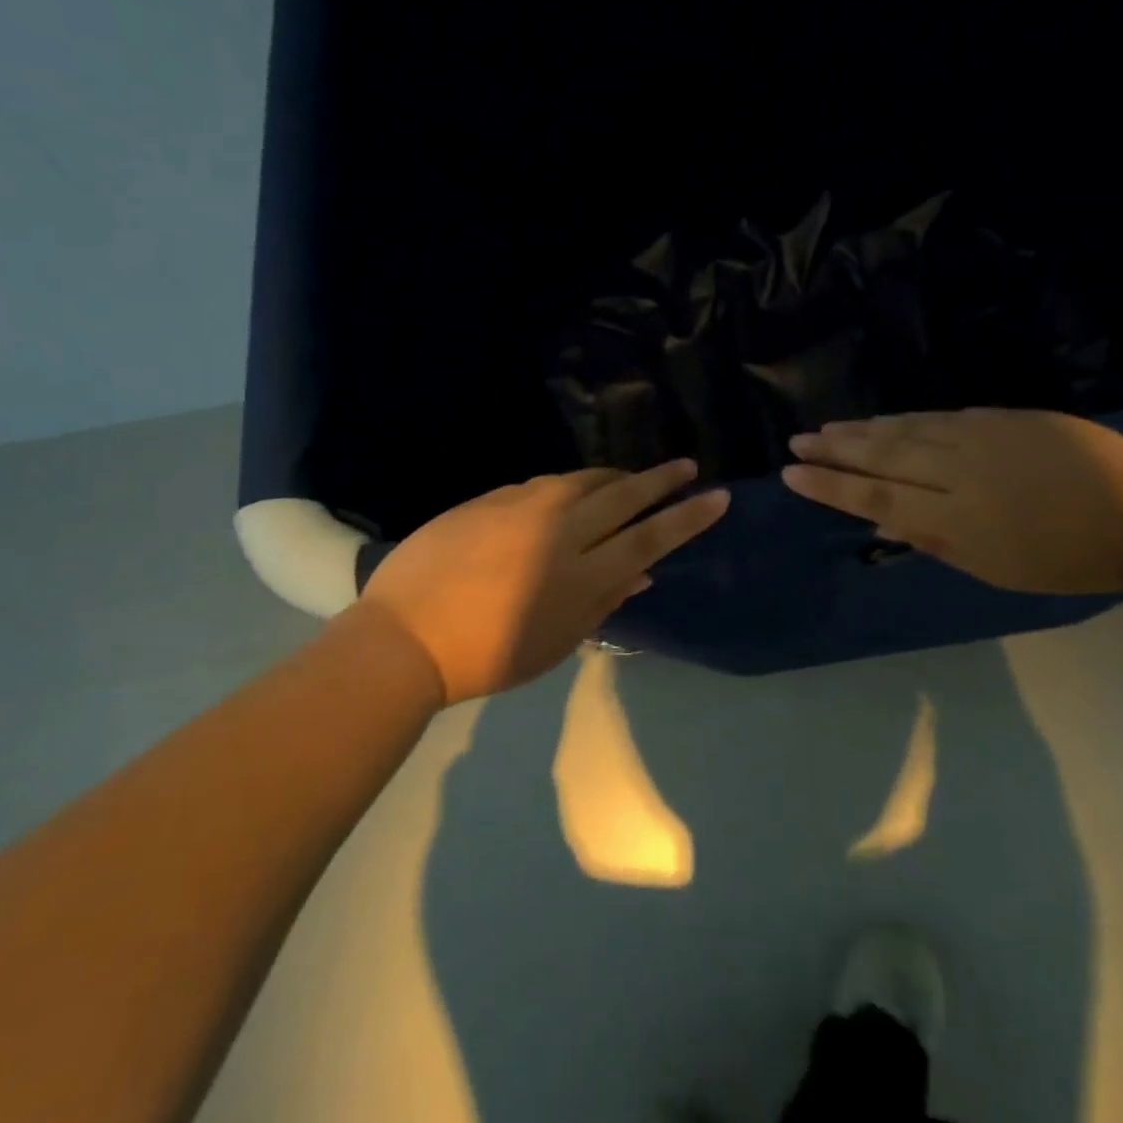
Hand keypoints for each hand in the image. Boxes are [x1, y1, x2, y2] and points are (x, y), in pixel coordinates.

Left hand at [354, 461, 729, 704]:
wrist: (405, 635)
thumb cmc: (486, 657)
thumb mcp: (555, 643)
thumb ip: (603, 602)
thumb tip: (642, 572)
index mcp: (579, 574)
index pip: (649, 536)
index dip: (687, 517)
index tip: (717, 496)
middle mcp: (558, 529)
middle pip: (622, 494)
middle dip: (660, 479)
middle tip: (686, 465)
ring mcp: (522, 507)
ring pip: (582, 479)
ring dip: (613, 477)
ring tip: (629, 479)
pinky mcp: (490, 497)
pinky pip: (543, 485)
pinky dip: (566, 488)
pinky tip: (566, 496)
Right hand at [782, 410, 1122, 594]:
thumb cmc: (1064, 559)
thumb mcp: (994, 568)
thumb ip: (932, 540)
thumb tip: (878, 523)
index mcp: (954, 519)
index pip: (874, 497)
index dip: (830, 486)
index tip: (792, 474)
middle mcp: (956, 472)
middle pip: (881, 457)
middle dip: (834, 450)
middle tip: (796, 442)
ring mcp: (977, 438)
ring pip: (904, 430)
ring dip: (860, 429)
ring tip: (825, 429)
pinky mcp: (998, 417)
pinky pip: (935, 416)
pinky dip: (901, 418)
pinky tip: (879, 418)